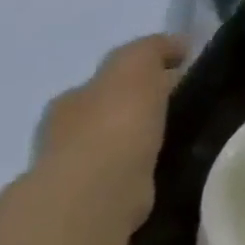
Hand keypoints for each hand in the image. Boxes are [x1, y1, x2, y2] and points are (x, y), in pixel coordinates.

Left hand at [35, 35, 187, 232]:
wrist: (97, 190)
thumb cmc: (114, 122)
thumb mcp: (134, 67)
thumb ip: (152, 50)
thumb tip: (178, 44)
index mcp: (71, 100)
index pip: (106, 82)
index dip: (140, 76)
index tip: (177, 77)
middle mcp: (64, 134)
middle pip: (107, 113)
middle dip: (138, 109)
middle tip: (180, 109)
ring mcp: (75, 171)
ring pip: (114, 146)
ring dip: (139, 142)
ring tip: (179, 139)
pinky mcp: (94, 201)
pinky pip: (125, 175)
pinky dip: (143, 169)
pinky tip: (166, 167)